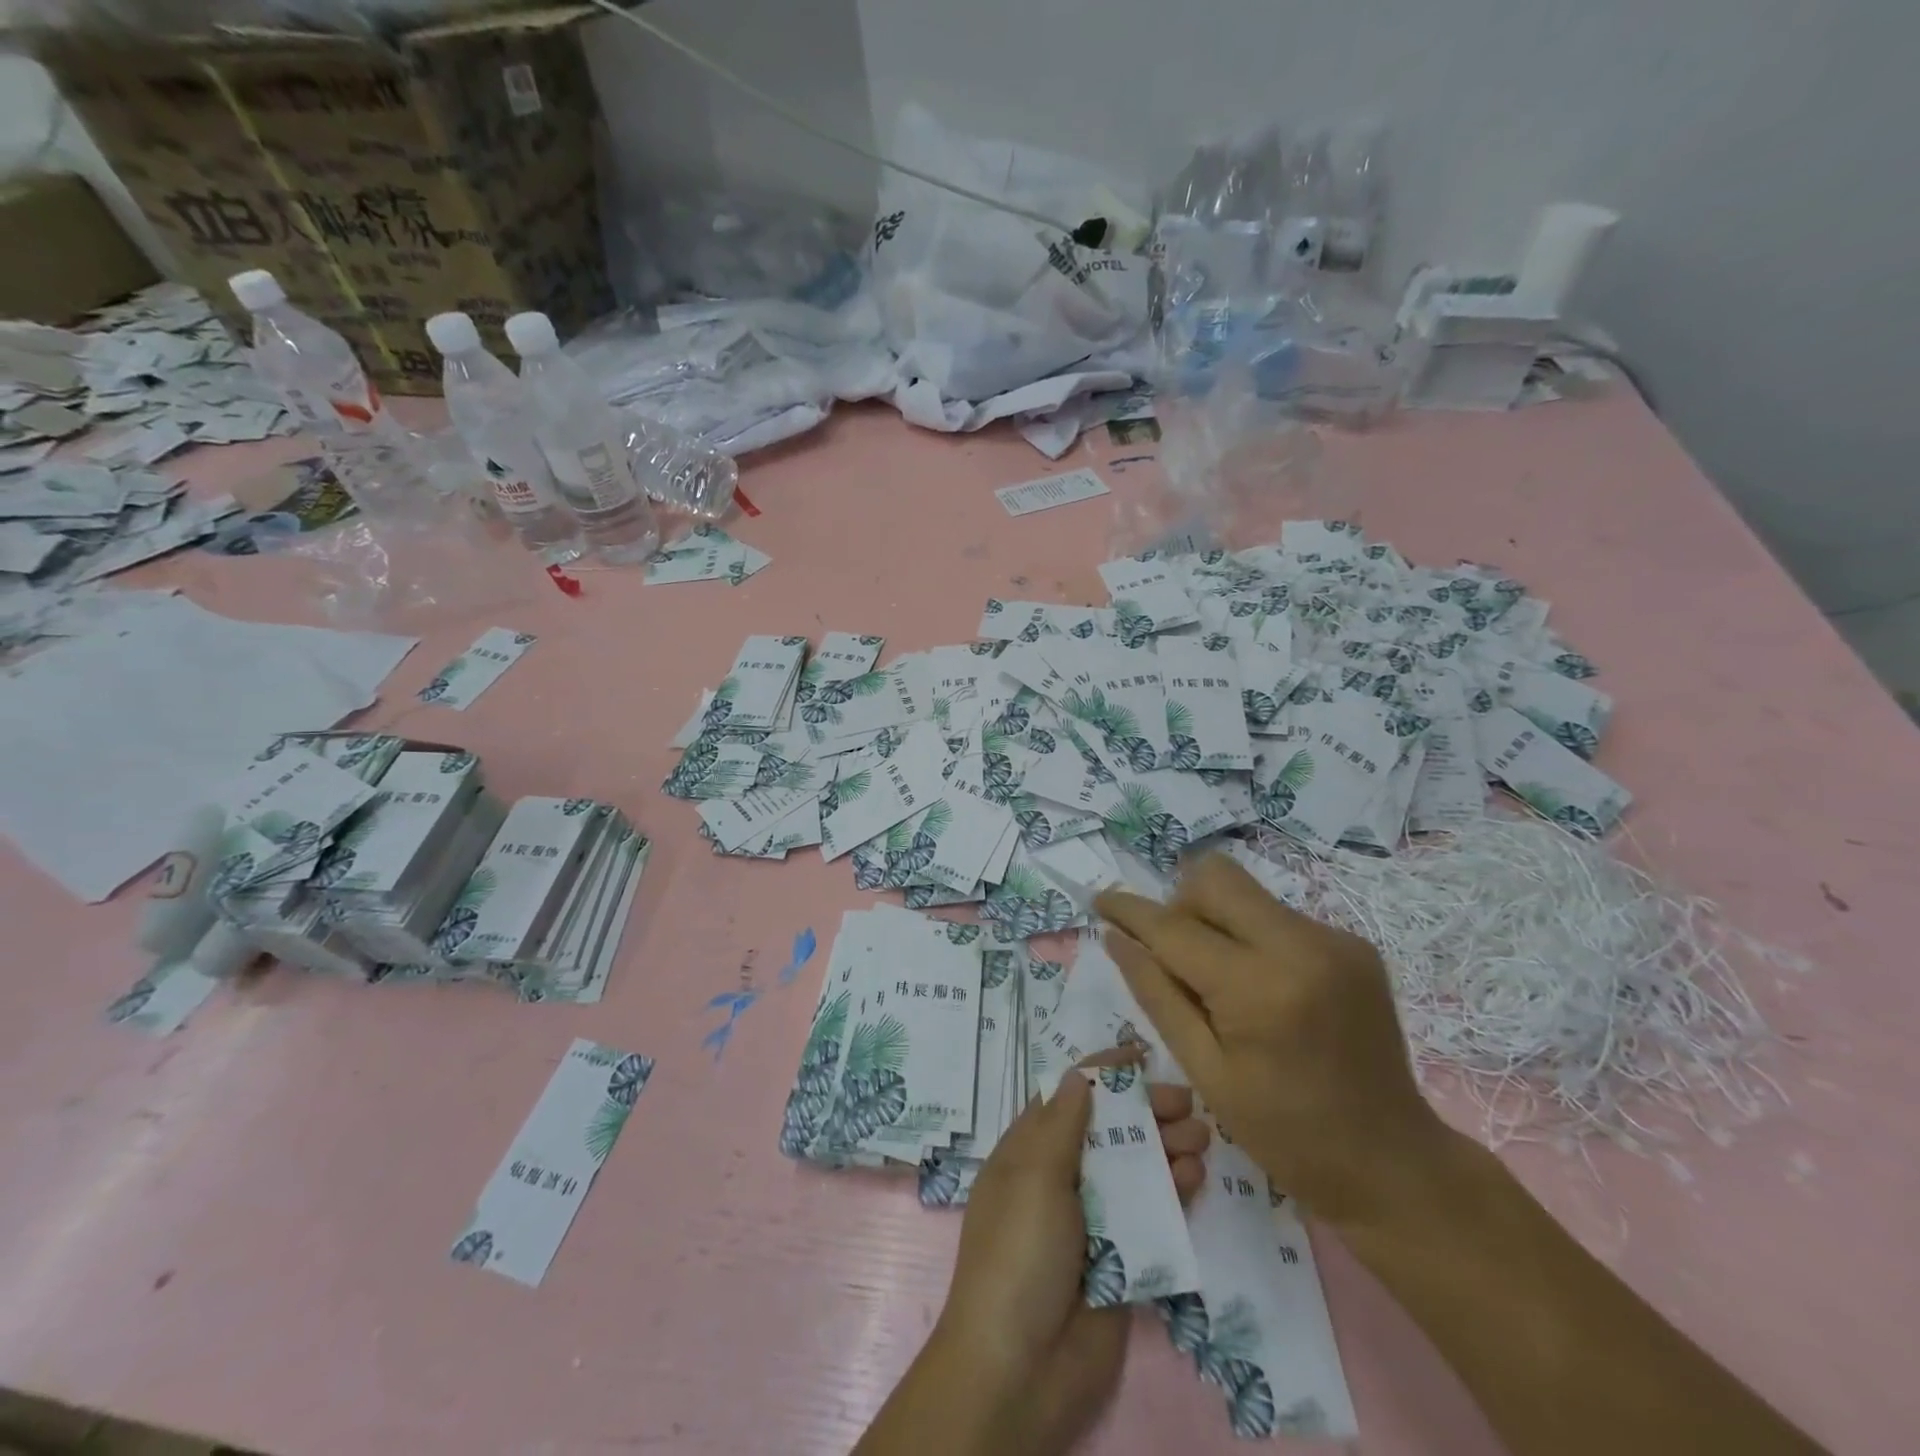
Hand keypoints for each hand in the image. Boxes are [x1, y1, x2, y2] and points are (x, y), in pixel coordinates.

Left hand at [856, 1066, 1207, 1455]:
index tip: (1141, 1054)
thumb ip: (1062, 1125)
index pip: (1069, 1097)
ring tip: (1201, 1136)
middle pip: (1108, 1131)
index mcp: (1030, 1152)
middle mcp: (1061, 1178)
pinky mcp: (1121, 1259)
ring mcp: (1092, 1219)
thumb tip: (1078, 1075)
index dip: (1103, 1073)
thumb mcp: (1034, 1177)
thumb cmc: (1018, 1253)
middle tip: (1187, 1102)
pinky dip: (1173, 1192)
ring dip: (1166, 1148)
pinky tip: (1196, 1176)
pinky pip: (1151, 1215)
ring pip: (1135, 1170)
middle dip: (1145, 1111)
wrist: (1020, 1368)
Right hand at [1097, 852, 1444, 1227]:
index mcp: (1260, 987)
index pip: (1174, 926)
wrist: (1392, 1163)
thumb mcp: (1205, 1071)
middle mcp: (1302, 944)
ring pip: (1245, 894)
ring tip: (1221, 985)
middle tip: (1173, 957)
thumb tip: (1115, 937)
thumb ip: (1156, 994)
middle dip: (1180, 906)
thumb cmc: (1286, 1134)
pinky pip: (1277, 917)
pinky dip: (1252, 939)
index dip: (1129, 910)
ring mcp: (1335, 939)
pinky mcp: (1353, 944)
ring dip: (1216, 923)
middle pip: (1215, 878)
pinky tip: (1263, 992)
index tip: (1098, 900)